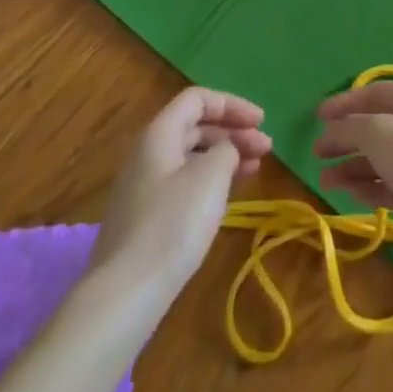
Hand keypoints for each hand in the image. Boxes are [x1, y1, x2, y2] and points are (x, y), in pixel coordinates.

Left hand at [92, 87, 270, 291]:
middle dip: (233, 131)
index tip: (261, 121)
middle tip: (266, 148)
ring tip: (256, 168)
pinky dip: (211, 180)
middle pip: (195, 127)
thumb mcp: (210, 177)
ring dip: (225, 156)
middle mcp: (149, 152)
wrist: (126, 292)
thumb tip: (226, 150)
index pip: (197, 99)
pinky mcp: (148, 217)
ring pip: (192, 156)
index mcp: (159, 133)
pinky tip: (230, 195)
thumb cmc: (173, 224)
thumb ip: (226, 151)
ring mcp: (145, 186)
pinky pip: (185, 182)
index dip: (231, 104)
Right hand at [312, 82, 392, 241]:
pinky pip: (391, 184)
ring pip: (381, 158)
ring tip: (326, 181)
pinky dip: (370, 187)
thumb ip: (351, 127)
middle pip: (375, 126)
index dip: (344, 102)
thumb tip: (332, 130)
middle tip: (317, 153)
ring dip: (352, 167)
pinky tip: (352, 195)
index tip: (317, 117)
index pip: (374, 92)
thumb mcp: (380, 134)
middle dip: (345, 138)